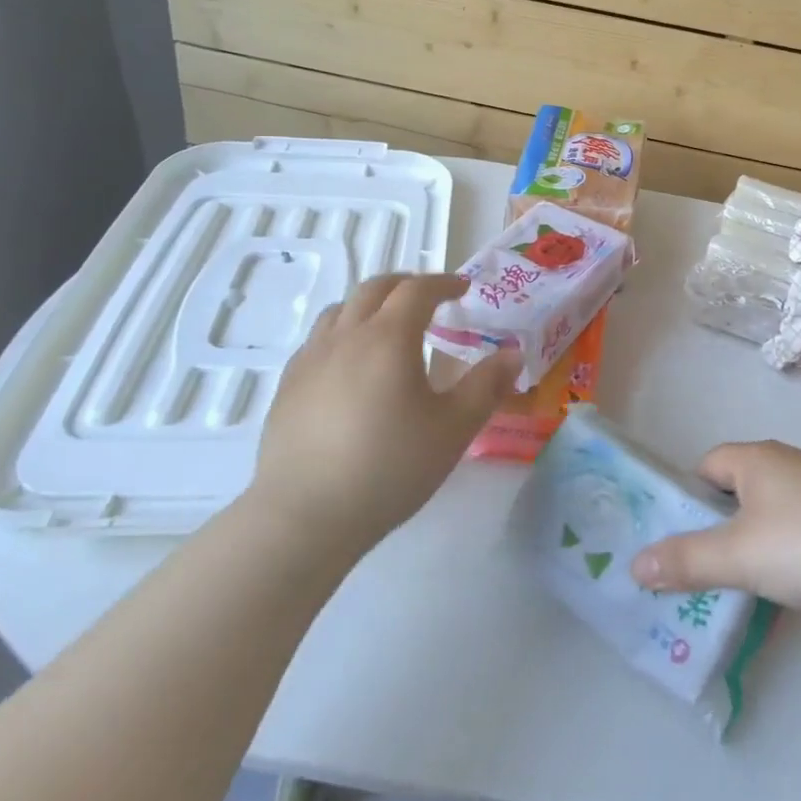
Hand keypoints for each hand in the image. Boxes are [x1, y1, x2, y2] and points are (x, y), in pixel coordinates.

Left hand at [248, 274, 520, 551]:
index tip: (463, 288)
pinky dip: (344, 332)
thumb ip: (487, 386)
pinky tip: (352, 366)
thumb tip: (513, 353)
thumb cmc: (389, 468)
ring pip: (341, 310)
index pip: (417, 290)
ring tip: (390, 326)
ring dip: (371, 305)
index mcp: (388, 338)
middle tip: (430, 298)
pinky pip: (319, 340)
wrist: (304, 517)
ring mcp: (310, 359)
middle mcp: (346, 336)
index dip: (443, 283)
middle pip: (375, 289)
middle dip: (407, 285)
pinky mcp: (288, 386)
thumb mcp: (454, 429)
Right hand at [629, 441, 800, 609]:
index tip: (679, 536)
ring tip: (735, 584)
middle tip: (699, 566)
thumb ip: (685, 560)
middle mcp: (785, 464)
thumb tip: (635, 566)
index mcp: (756, 458)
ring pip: (767, 515)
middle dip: (717, 526)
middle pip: (736, 490)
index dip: (688, 497)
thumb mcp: (735, 556)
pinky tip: (780, 588)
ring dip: (750, 544)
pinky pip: (795, 532)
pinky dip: (781, 555)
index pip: (707, 465)